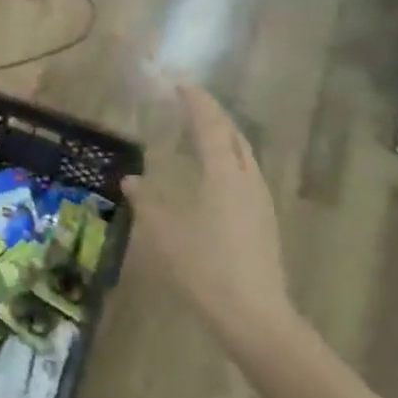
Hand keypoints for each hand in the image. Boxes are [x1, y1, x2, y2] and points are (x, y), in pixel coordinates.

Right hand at [124, 84, 293, 359]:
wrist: (253, 315)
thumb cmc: (203, 267)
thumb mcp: (163, 232)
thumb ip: (147, 201)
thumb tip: (132, 180)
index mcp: (223, 174)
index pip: (209, 125)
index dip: (195, 102)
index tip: (180, 83)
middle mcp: (246, 179)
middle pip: (233, 135)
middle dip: (213, 115)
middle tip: (191, 103)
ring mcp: (260, 201)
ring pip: (243, 155)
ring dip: (224, 137)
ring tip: (203, 133)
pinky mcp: (264, 221)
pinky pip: (245, 174)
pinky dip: (229, 160)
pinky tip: (216, 175)